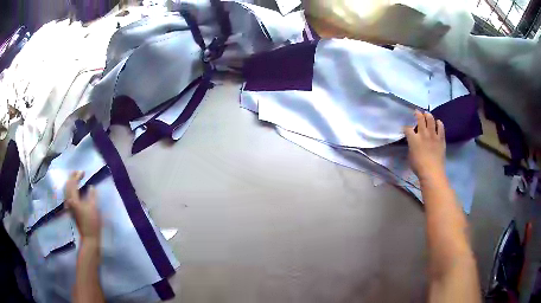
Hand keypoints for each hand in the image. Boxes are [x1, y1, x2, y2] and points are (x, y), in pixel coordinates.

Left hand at [65, 171, 100, 242]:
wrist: (89, 236)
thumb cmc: (92, 222)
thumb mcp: (94, 207)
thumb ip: (92, 195)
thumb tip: (91, 187)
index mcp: (74, 199)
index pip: (73, 183)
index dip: (77, 176)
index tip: (83, 172)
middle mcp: (69, 201)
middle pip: (67, 185)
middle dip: (72, 177)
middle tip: (78, 173)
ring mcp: (69, 206)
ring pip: (66, 190)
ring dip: (70, 183)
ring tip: (75, 179)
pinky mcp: (71, 209)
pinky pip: (67, 195)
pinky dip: (70, 189)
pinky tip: (74, 190)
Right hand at [404, 110, 445, 180]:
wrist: (432, 172)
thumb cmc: (419, 167)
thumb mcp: (410, 156)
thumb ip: (411, 146)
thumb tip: (413, 143)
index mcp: (413, 139)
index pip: (407, 128)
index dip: (405, 127)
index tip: (405, 128)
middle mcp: (423, 134)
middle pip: (420, 119)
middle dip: (417, 114)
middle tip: (417, 112)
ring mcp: (433, 135)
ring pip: (431, 119)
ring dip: (428, 115)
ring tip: (427, 114)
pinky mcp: (441, 139)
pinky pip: (441, 127)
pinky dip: (439, 123)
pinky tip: (438, 122)